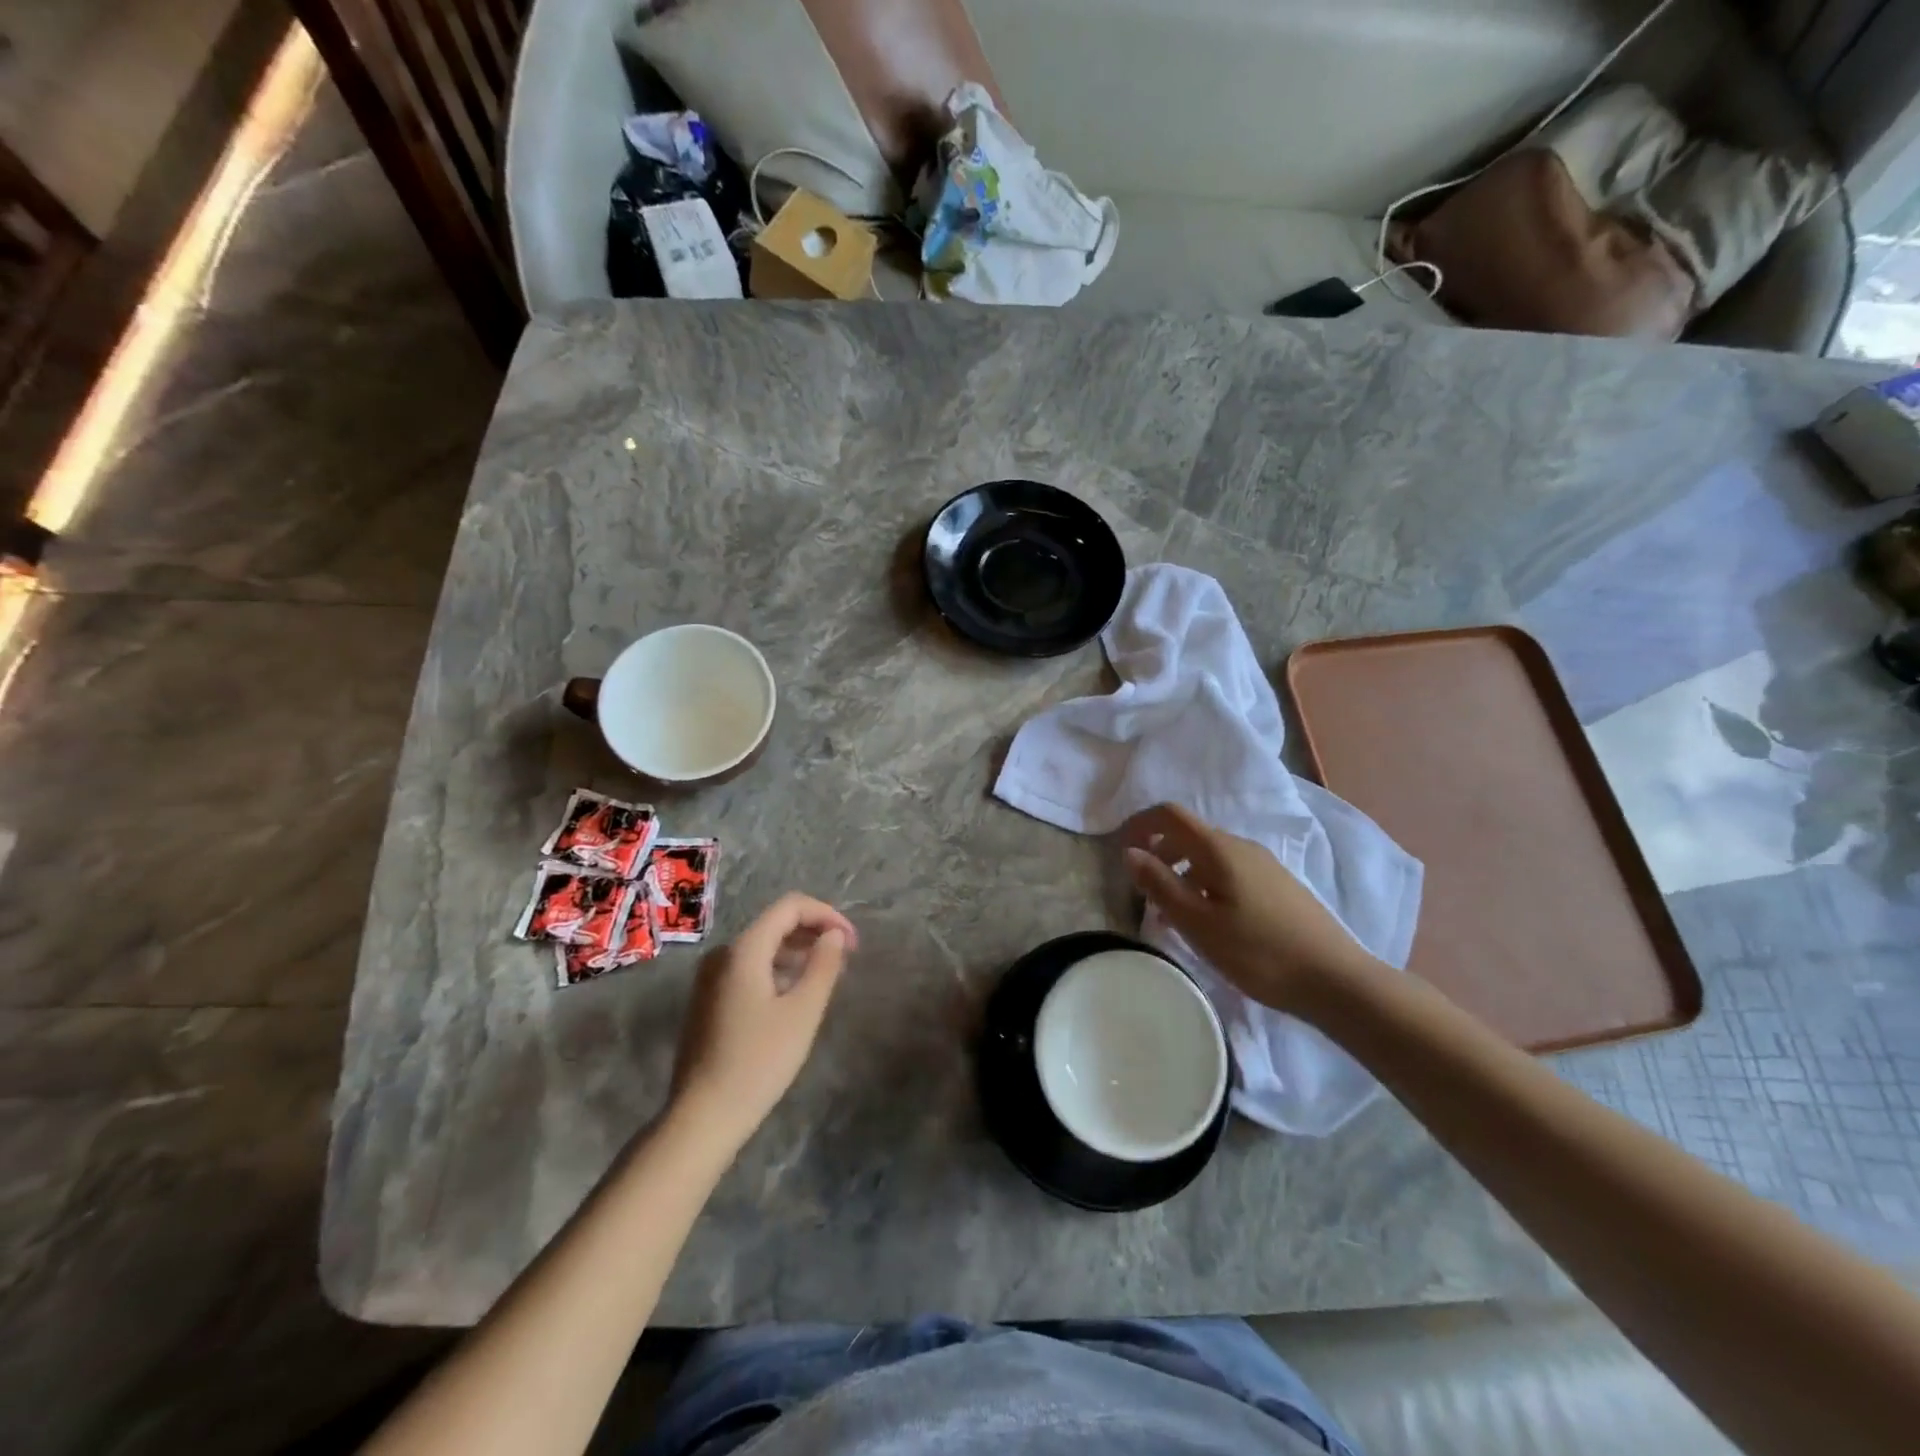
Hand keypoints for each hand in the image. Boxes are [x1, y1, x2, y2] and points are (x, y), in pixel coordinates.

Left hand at [669, 893, 857, 1145]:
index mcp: (744, 949)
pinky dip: (777, 970)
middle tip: (846, 957)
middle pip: (775, 923)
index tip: (853, 941)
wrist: (702, 1116)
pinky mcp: (708, 1000)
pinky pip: (749, 968)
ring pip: (762, 947)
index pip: (790, 906)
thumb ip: (823, 965)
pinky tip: (795, 995)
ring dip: (798, 952)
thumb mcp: (803, 1012)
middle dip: (814, 932)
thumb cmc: (758, 1061)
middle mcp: (723, 954)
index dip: (827, 914)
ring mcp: (710, 977)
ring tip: (827, 975)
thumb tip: (834, 934)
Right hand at [1120, 803, 1375, 1010]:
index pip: (1170, 815)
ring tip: (1172, 912)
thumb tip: (1130, 852)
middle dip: (1159, 852)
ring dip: (1181, 871)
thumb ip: (1160, 885)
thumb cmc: (1259, 953)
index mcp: (1219, 849)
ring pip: (1209, 855)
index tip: (1121, 850)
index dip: (1140, 824)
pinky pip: (1229, 871)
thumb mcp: (1198, 923)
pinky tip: (1209, 921)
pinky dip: (1205, 884)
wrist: (1336, 981)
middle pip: (1189, 834)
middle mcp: (1242, 846)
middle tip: (1143, 889)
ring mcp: (1264, 865)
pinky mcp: (1277, 885)